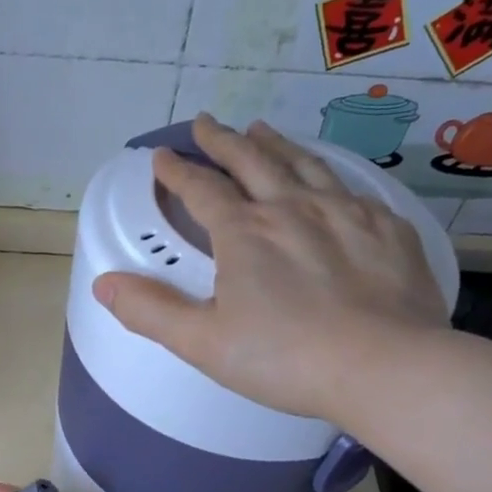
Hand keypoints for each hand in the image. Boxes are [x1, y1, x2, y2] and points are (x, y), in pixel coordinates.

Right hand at [92, 114, 449, 422]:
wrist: (385, 367)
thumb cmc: (285, 358)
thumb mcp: (202, 342)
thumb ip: (150, 311)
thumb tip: (103, 283)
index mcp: (245, 233)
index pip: (202, 190)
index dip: (177, 173)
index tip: (161, 158)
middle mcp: (293, 208)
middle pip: (252, 161)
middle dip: (223, 141)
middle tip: (205, 124)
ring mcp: (345, 213)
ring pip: (303, 164)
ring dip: (275, 144)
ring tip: (260, 129)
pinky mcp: (387, 228)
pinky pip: (350, 188)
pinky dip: (327, 174)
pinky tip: (328, 180)